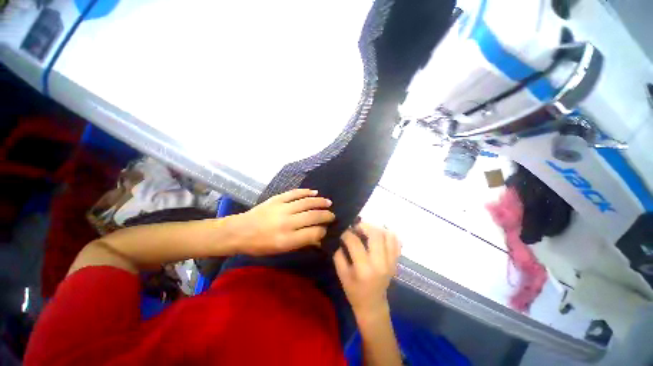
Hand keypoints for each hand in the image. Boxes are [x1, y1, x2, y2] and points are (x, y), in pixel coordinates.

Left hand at [233, 189, 334, 254]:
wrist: (239, 231)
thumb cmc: (260, 245)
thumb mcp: (281, 250)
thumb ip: (301, 243)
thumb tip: (319, 238)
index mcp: (286, 239)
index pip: (313, 233)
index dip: (323, 231)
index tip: (327, 230)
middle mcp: (286, 223)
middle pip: (313, 216)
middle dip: (326, 216)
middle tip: (333, 215)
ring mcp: (282, 208)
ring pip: (306, 203)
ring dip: (320, 202)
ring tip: (328, 203)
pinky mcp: (277, 198)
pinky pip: (295, 193)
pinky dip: (306, 192)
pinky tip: (315, 192)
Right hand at [334, 222, 400, 319]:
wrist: (373, 305)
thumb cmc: (354, 291)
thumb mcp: (341, 274)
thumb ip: (338, 254)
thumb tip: (341, 237)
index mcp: (364, 269)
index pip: (355, 242)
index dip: (347, 234)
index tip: (343, 232)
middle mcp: (380, 263)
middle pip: (376, 234)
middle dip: (363, 226)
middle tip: (356, 227)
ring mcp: (391, 262)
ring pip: (388, 235)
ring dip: (376, 228)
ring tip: (367, 230)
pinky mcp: (396, 261)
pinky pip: (396, 241)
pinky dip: (388, 233)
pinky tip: (379, 234)